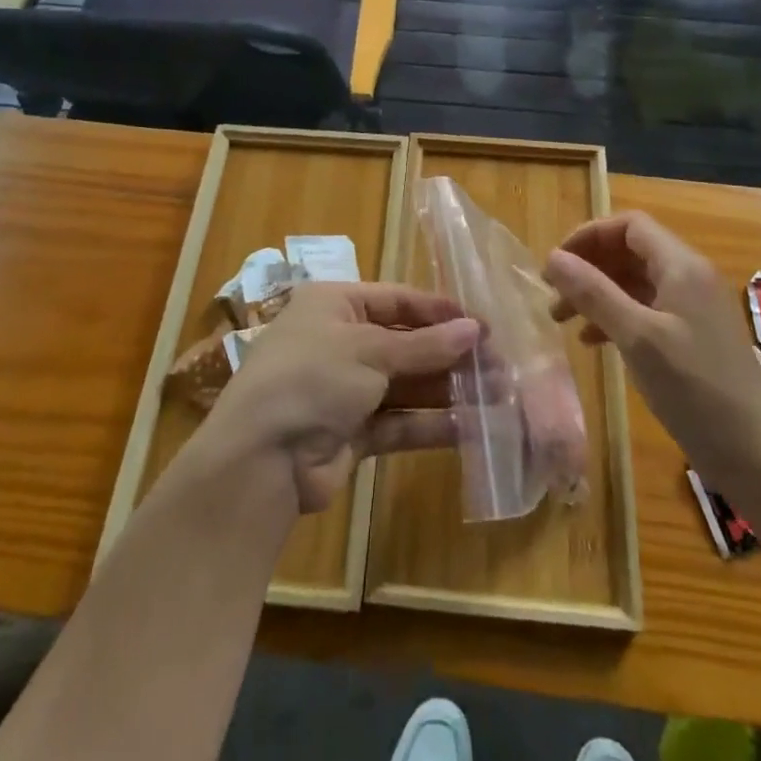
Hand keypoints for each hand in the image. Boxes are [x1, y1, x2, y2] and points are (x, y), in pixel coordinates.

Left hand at [203, 282, 479, 514]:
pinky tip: (471, 426)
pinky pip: (399, 422)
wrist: (261, 460)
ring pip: (406, 385)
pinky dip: (430, 424)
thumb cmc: (313, 378)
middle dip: (449, 354)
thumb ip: (424, 345)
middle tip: (500, 363)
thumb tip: (475, 329)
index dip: (439, 311)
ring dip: (447, 389)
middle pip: (405, 343)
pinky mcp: (352, 433)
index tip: (483, 323)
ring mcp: (346, 389)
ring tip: (498, 394)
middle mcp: (340, 342)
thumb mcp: (369, 351)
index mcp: (335, 305)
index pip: (397, 299)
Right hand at [543, 212, 760, 476]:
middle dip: (588, 266)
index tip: (556, 263)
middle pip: (630, 252)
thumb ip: (594, 293)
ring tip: (562, 320)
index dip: (589, 235)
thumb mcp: (637, 337)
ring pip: (634, 283)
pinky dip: (615, 318)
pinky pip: (645, 311)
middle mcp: (689, 277)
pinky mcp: (692, 338)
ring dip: (597, 294)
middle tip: (552, 293)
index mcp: (681, 265)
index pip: (629, 225)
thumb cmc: (695, 388)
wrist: (758, 455)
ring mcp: (693, 309)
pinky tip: (593, 343)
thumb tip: (553, 258)